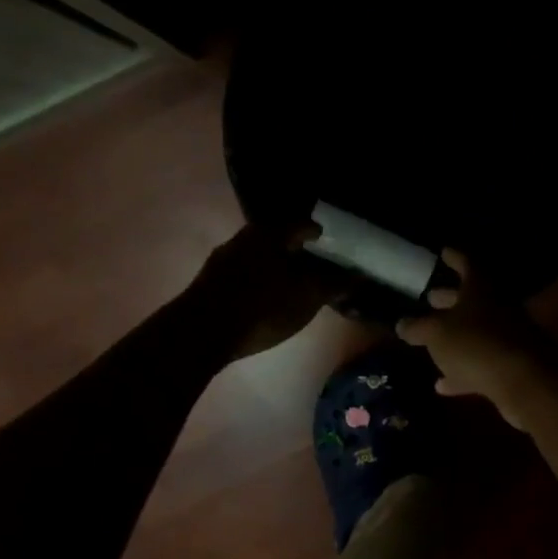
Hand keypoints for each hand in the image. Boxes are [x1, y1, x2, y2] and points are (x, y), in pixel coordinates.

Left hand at [185, 222, 339, 360]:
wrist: (200, 334)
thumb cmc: (262, 308)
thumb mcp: (306, 297)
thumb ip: (333, 284)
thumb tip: (357, 275)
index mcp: (269, 233)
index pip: (302, 224)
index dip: (321, 235)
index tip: (333, 245)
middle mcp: (243, 238)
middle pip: (278, 239)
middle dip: (298, 252)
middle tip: (317, 265)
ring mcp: (222, 260)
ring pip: (259, 257)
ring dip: (277, 267)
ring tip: (294, 284)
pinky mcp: (210, 282)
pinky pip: (245, 274)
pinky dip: (260, 280)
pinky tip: (267, 297)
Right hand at [395, 249, 557, 427]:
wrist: (525, 381)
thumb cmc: (476, 344)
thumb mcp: (437, 333)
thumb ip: (419, 328)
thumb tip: (402, 324)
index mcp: (481, 289)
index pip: (468, 264)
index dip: (455, 258)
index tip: (444, 252)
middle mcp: (498, 308)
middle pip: (473, 298)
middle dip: (451, 298)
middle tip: (431, 297)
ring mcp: (508, 337)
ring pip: (477, 332)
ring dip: (456, 336)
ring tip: (432, 341)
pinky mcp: (512, 367)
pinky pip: (482, 364)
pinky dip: (463, 371)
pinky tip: (442, 385)